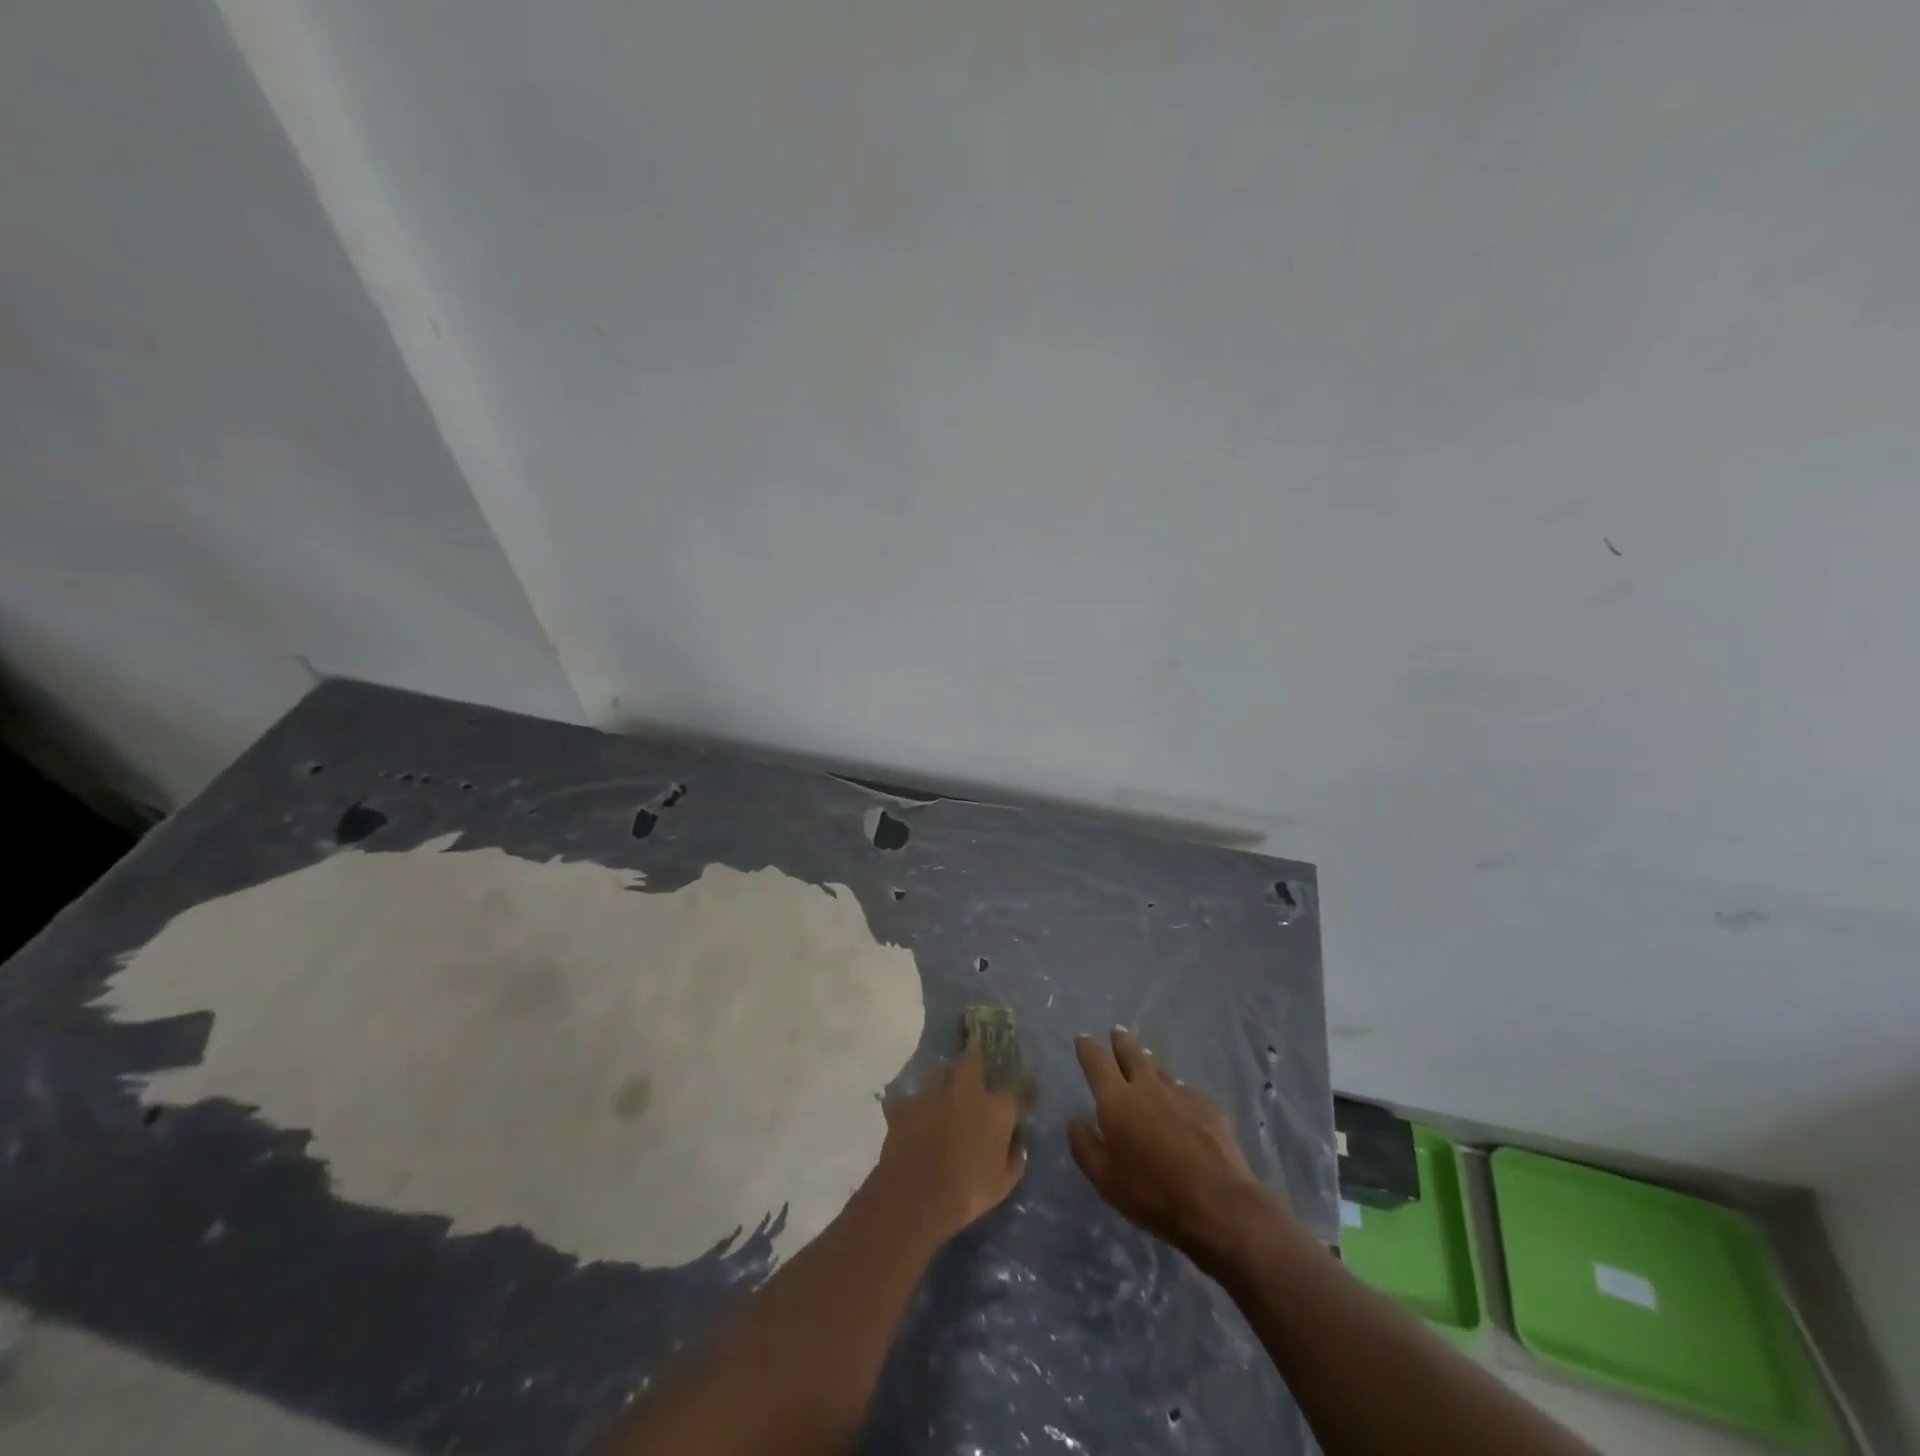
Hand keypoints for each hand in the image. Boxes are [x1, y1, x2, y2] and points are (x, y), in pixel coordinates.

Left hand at [864, 1045, 1027, 1246]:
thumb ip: (1014, 1159)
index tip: (1028, 1085)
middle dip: (976, 1059)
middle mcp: (965, 1090)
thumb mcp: (1003, 1185)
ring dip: (944, 1083)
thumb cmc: (968, 1192)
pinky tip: (913, 1118)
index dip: (1025, 1086)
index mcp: (995, 1109)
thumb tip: (1018, 1145)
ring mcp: (932, 1093)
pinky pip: (910, 1099)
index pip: (1018, 1088)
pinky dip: (913, 1107)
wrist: (916, 1196)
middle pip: (973, 1058)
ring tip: (943, 1097)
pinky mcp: (905, 1104)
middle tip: (976, 1068)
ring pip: (940, 1074)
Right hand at [1069, 1029, 1277, 1267]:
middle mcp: (1147, 1087)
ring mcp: (1181, 1093)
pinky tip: (1180, 1100)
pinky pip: (1185, 1090)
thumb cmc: (1152, 1193)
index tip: (1083, 1038)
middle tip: (1117, 1032)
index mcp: (1117, 1100)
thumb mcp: (1104, 1179)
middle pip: (1131, 1053)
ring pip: (1159, 1068)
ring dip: (1148, 1060)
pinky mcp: (1208, 1107)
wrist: (1218, 1204)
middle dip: (1121, 1041)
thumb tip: (1075, 1121)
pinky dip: (1176, 1090)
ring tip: (1145, 1057)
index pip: (1097, 1062)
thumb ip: (1084, 1146)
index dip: (1088, 1048)